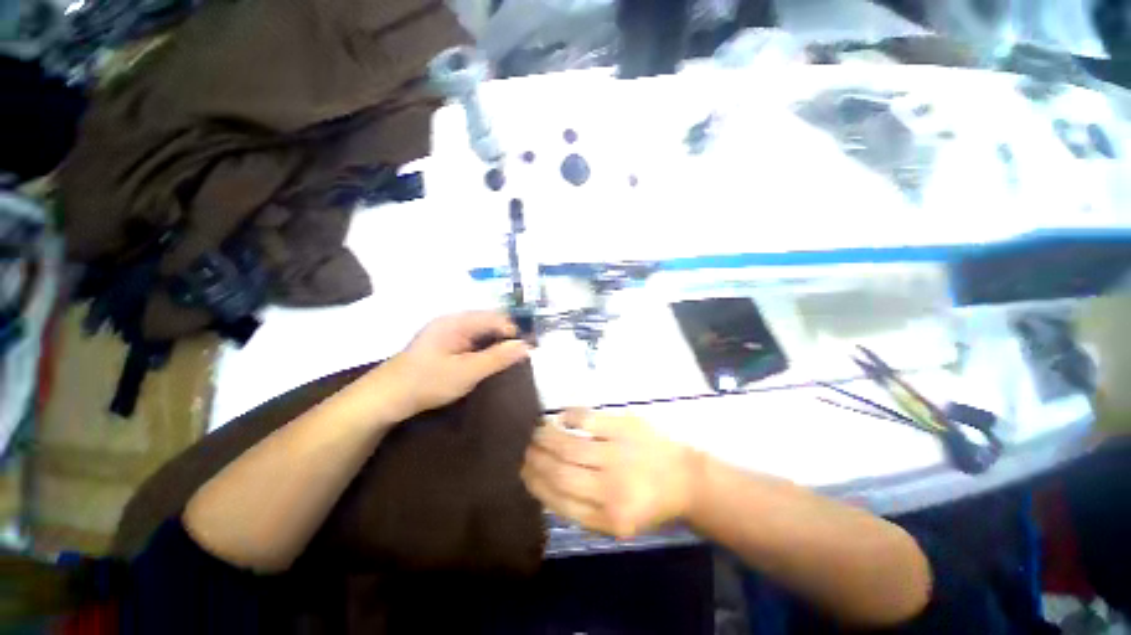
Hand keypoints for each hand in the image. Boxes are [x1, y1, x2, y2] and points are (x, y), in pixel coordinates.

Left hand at [375, 311, 529, 420]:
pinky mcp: (444, 343)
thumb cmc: (428, 382)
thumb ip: (498, 358)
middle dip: (507, 337)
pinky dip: (484, 348)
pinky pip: (472, 339)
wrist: (387, 397)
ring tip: (508, 361)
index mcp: (458, 321)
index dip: (514, 332)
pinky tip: (488, 361)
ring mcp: (447, 331)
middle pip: (490, 322)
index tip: (527, 350)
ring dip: (496, 343)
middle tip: (520, 357)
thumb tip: (526, 346)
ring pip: (481, 331)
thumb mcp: (467, 372)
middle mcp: (453, 321)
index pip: (497, 318)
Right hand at [521, 409, 701, 538]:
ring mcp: (618, 454)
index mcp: (609, 518)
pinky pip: (588, 420)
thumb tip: (546, 483)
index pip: (559, 500)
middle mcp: (611, 488)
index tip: (524, 472)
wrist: (686, 479)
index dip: (536, 484)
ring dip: (546, 437)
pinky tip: (561, 418)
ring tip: (535, 432)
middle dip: (535, 460)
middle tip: (525, 450)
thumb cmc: (649, 503)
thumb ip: (583, 510)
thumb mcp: (618, 523)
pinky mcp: (624, 428)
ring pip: (569, 446)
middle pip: (560, 472)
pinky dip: (569, 417)